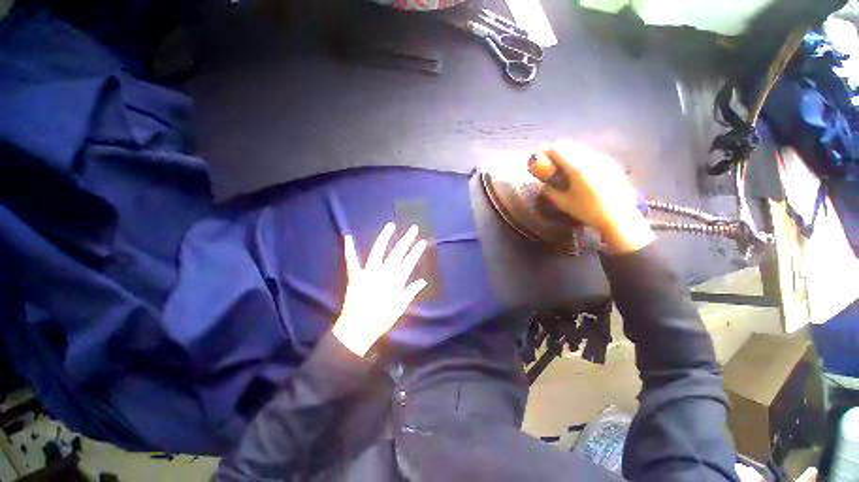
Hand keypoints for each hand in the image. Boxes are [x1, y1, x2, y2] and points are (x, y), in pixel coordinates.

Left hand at [332, 223, 427, 355]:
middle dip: (407, 240)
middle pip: (397, 252)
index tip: (422, 242)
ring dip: (385, 237)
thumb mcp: (400, 307)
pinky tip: (348, 237)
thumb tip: (423, 281)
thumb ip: (411, 291)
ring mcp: (369, 272)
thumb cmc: (382, 319)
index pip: (409, 261)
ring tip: (390, 226)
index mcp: (396, 280)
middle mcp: (384, 272)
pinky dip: (350, 249)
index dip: (416, 251)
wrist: (359, 328)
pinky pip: (352, 261)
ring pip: (378, 251)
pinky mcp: (356, 276)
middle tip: (413, 228)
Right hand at [529, 140, 653, 253]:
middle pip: (569, 145)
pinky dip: (581, 158)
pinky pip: (591, 155)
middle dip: (556, 151)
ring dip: (569, 153)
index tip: (538, 157)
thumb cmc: (589, 211)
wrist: (619, 217)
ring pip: (581, 148)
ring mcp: (603, 159)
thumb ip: (551, 192)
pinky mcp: (611, 164)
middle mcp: (591, 158)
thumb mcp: (564, 203)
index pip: (557, 149)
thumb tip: (544, 186)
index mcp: (577, 167)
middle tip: (548, 162)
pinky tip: (580, 172)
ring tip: (563, 167)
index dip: (545, 151)